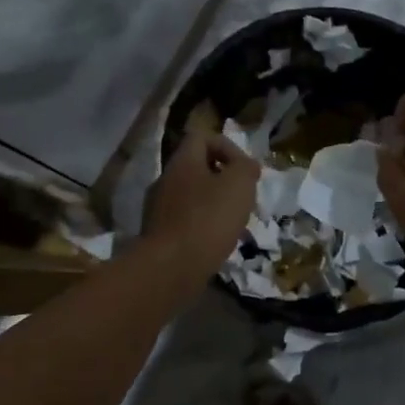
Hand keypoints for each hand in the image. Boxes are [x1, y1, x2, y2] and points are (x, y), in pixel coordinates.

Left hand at [141, 131, 259, 287]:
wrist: (171, 267)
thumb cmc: (208, 219)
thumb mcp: (239, 184)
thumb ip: (245, 167)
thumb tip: (245, 166)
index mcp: (182, 162)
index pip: (202, 136)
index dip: (228, 146)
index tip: (245, 170)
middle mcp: (166, 180)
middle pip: (198, 168)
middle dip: (224, 179)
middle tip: (243, 198)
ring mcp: (159, 209)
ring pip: (193, 196)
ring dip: (215, 205)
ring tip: (235, 223)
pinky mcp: (160, 234)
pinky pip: (187, 220)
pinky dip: (204, 226)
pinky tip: (218, 242)